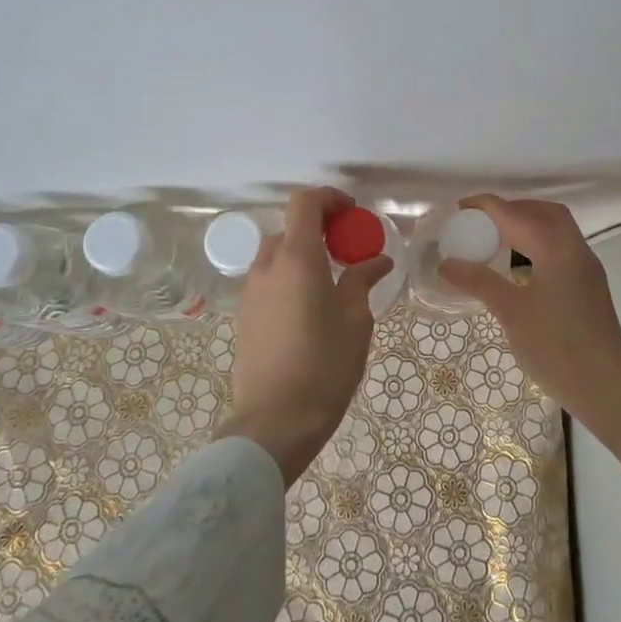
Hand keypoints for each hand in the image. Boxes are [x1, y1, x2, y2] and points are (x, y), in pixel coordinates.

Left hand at [218, 187, 391, 483]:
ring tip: (330, 281)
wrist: (275, 423)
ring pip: (276, 254)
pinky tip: (309, 308)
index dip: (329, 198)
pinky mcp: (243, 316)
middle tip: (347, 251)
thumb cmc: (324, 366)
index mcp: (296, 259)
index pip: (304, 202)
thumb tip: (376, 260)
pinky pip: (267, 280)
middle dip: (319, 229)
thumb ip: (361, 281)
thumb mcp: (355, 320)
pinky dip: (288, 277)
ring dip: (302, 254)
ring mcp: (250, 292)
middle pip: (290, 228)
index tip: (352, 215)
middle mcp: (267, 266)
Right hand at [436, 195, 620, 433]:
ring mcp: (587, 270)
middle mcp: (576, 250)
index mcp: (556, 248)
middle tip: (483, 222)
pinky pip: (562, 251)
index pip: (516, 214)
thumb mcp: (511, 312)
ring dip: (528, 227)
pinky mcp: (590, 289)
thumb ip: (479, 281)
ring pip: (558, 232)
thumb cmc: (556, 347)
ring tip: (497, 242)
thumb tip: (447, 262)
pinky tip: (520, 269)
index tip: (460, 208)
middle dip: (513, 209)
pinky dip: (539, 247)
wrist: (607, 388)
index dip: (487, 206)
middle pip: (545, 213)